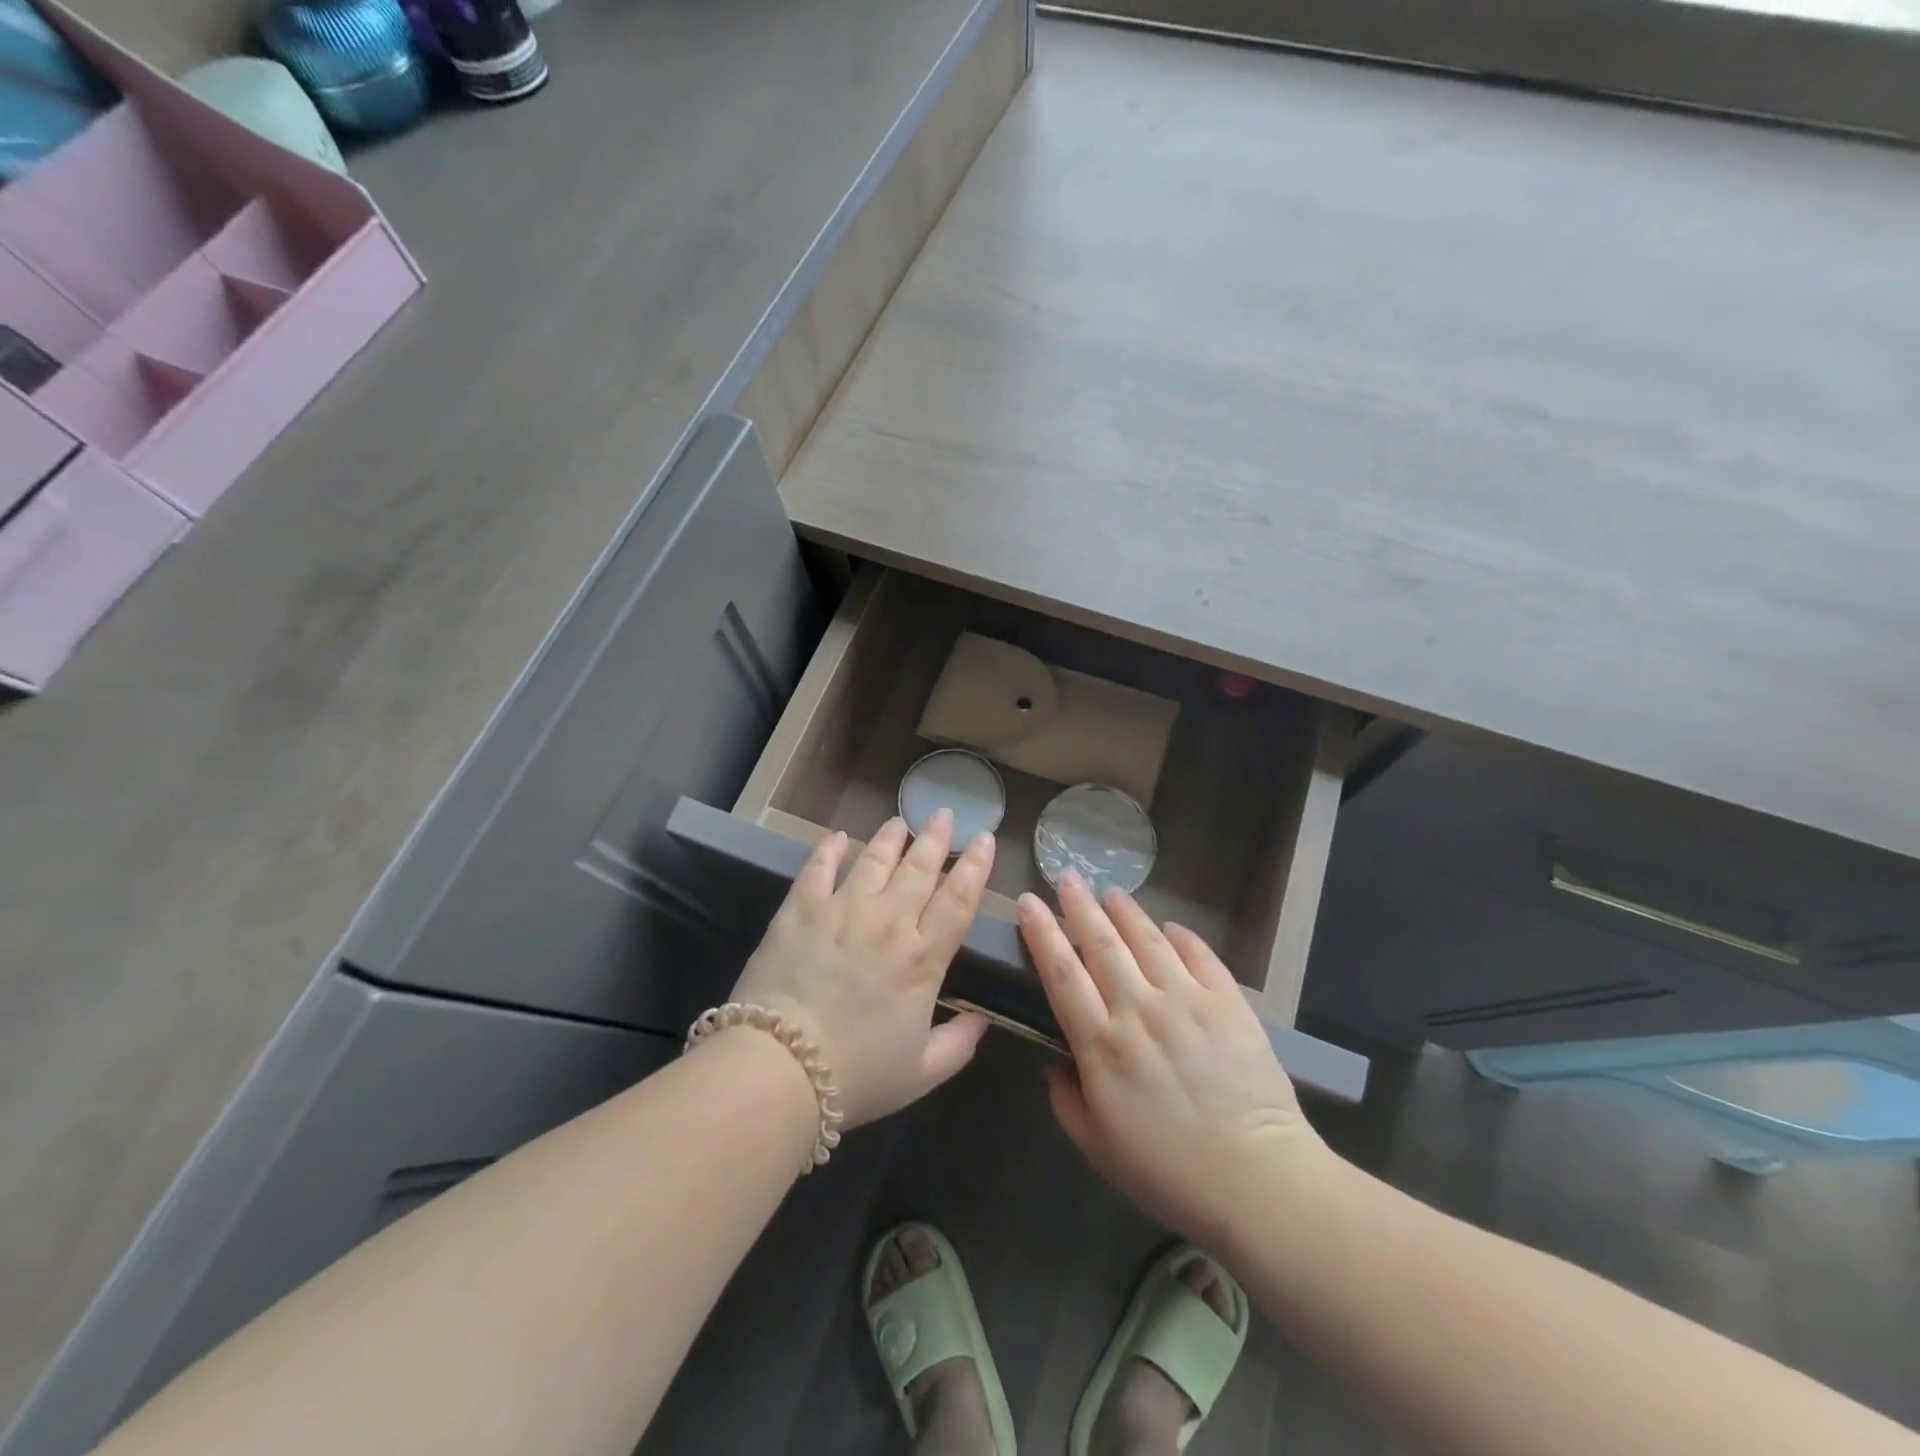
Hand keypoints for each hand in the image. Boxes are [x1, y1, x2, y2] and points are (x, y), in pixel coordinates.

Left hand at [730, 810, 993, 1126]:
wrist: (780, 1068)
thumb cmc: (856, 1075)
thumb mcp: (922, 1072)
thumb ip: (959, 1044)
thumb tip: (984, 1020)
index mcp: (922, 958)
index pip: (958, 900)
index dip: (975, 867)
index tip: (985, 839)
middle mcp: (888, 922)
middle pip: (919, 869)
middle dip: (936, 838)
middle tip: (943, 813)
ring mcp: (842, 910)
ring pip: (874, 860)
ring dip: (890, 838)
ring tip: (899, 822)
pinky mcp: (800, 910)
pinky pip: (818, 868)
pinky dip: (829, 849)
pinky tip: (838, 836)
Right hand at [1017, 874, 1333, 1247]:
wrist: (1257, 1181)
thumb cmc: (1168, 1172)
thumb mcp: (1098, 1147)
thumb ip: (1066, 1100)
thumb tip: (1054, 1065)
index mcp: (1101, 1044)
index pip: (1061, 973)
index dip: (1041, 933)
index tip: (1029, 903)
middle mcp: (1139, 1009)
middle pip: (1101, 944)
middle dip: (1079, 905)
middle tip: (1067, 877)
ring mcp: (1187, 1001)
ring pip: (1148, 940)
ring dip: (1125, 911)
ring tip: (1111, 891)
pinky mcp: (1229, 1003)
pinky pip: (1200, 956)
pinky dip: (1183, 936)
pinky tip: (1170, 926)